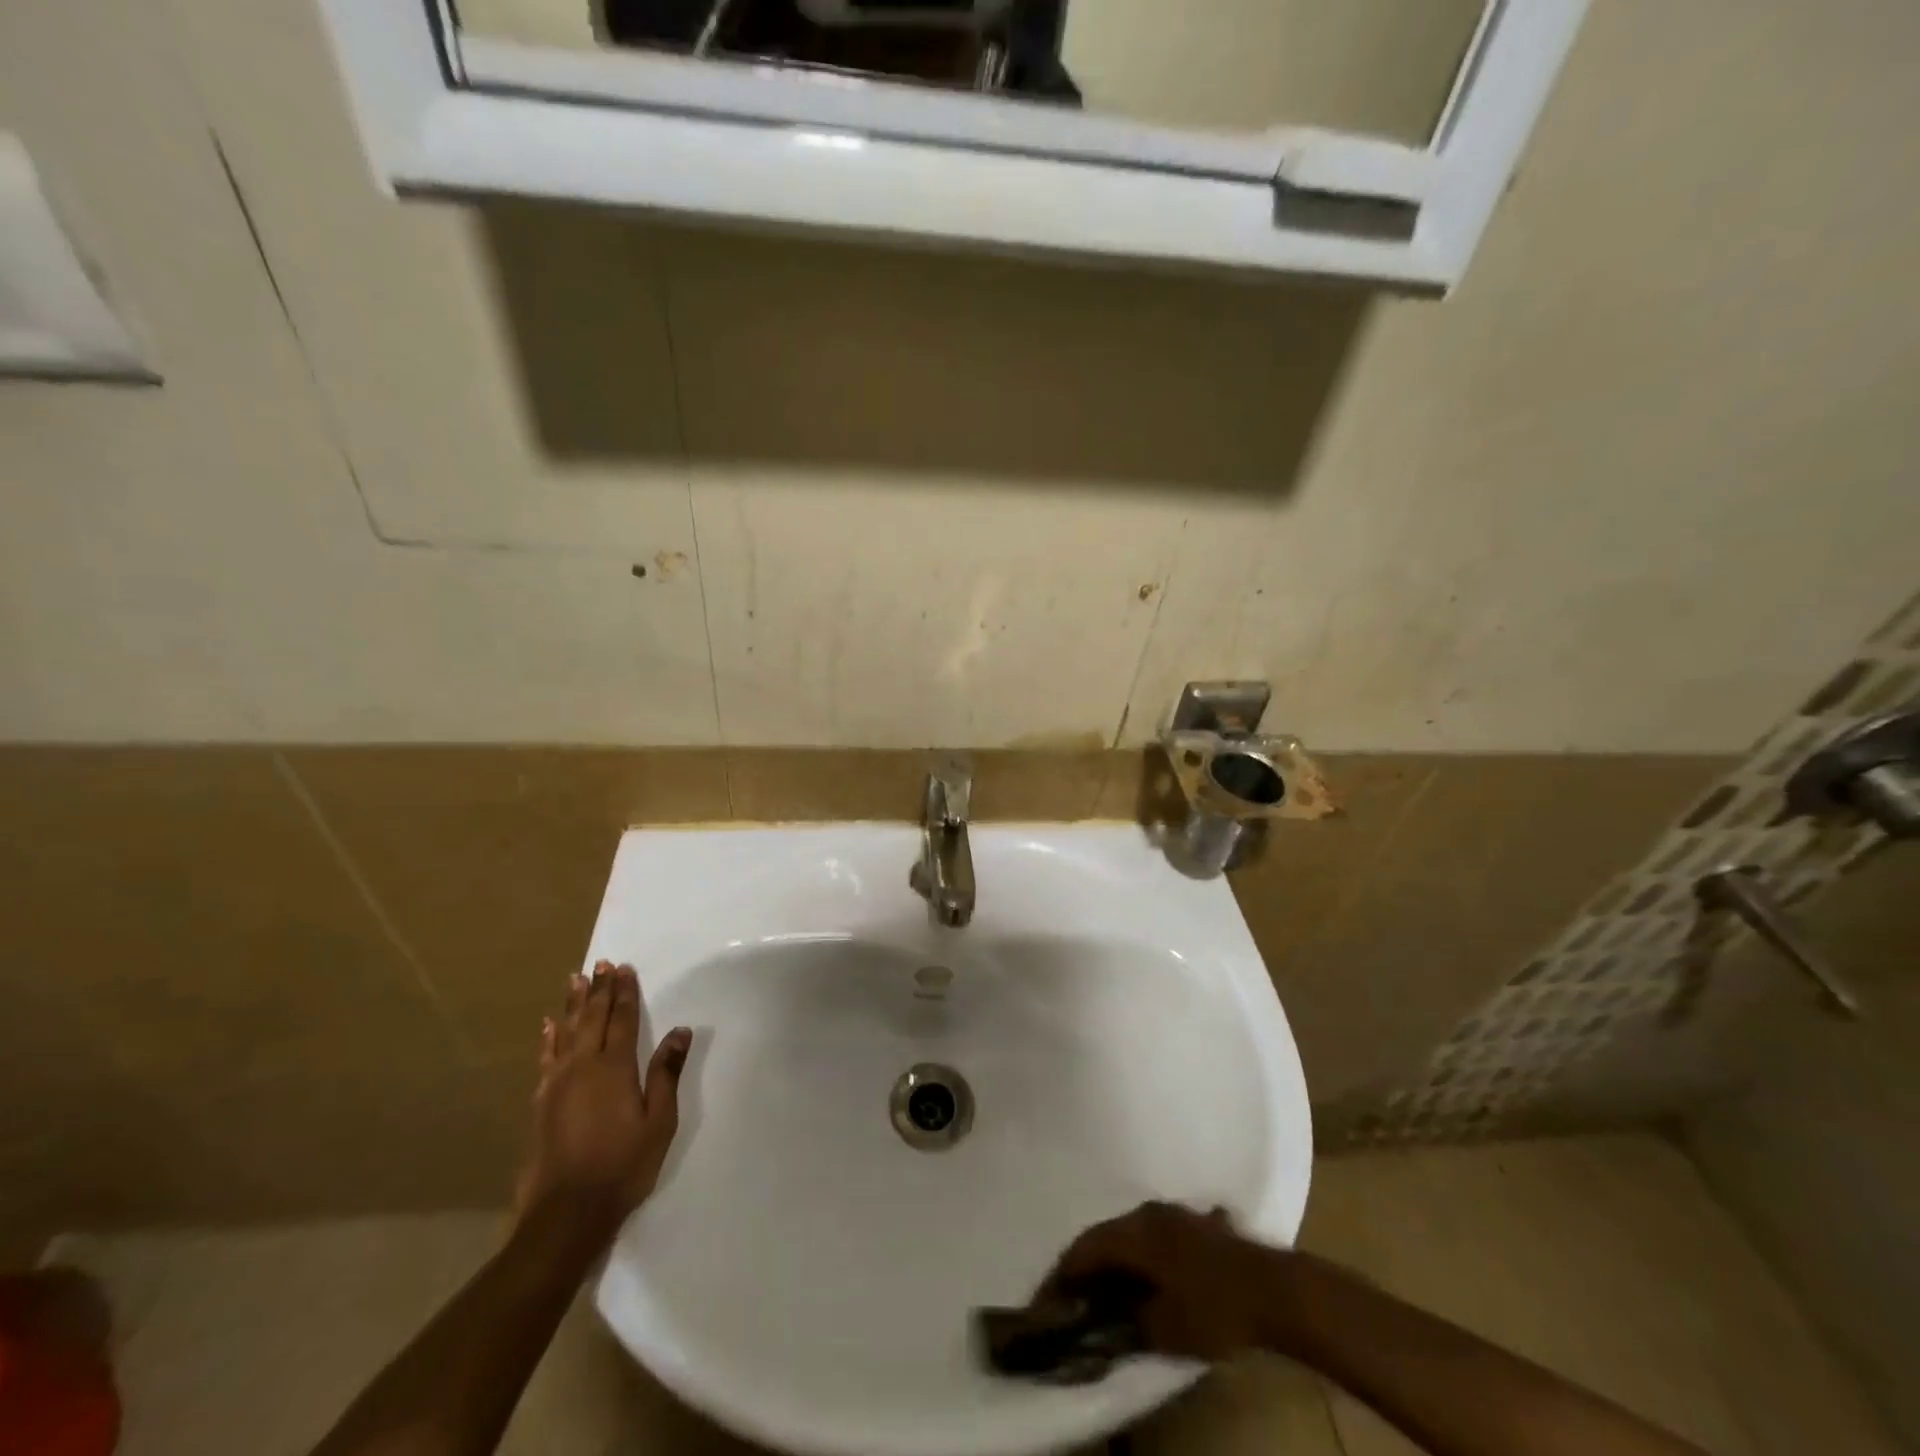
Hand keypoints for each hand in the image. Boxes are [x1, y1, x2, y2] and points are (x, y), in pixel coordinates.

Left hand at [514, 962, 691, 1236]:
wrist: (566, 1214)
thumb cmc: (623, 1166)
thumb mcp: (659, 1121)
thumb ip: (666, 1073)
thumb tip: (679, 1031)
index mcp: (615, 1068)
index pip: (622, 1020)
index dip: (625, 993)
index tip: (625, 968)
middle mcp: (583, 1067)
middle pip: (592, 1019)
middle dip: (599, 990)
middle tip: (601, 964)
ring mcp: (556, 1084)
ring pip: (566, 1032)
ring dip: (573, 1004)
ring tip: (575, 980)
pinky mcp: (540, 1103)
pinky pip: (545, 1058)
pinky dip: (548, 1038)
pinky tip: (548, 1025)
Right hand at [1040, 1202, 1278, 1360]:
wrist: (1274, 1290)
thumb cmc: (1214, 1309)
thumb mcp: (1164, 1329)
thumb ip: (1129, 1322)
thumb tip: (1107, 1321)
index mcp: (1134, 1232)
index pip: (1085, 1247)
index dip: (1064, 1273)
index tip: (1050, 1297)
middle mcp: (1149, 1213)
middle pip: (1107, 1235)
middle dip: (1089, 1264)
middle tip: (1076, 1293)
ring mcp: (1176, 1214)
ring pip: (1133, 1232)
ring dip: (1119, 1257)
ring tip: (1111, 1286)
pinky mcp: (1199, 1224)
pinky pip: (1159, 1236)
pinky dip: (1146, 1255)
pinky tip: (1150, 1274)